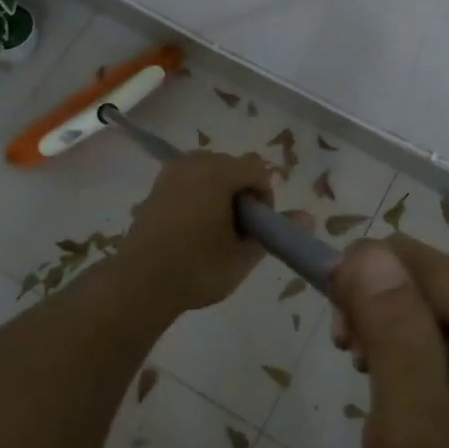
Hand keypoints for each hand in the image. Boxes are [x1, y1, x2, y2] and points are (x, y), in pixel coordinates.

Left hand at [117, 152, 308, 312]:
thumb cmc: (198, 268)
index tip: (257, 228)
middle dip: (242, 194)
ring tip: (216, 232)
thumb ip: (276, 231)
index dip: (265, 198)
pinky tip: (192, 232)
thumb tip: (310, 218)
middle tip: (238, 232)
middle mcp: (194, 163)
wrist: (138, 284)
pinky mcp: (155, 189)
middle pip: (232, 167)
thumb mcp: (244, 255)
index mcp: (218, 172)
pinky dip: (198, 199)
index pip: (257, 170)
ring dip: (219, 195)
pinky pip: (188, 183)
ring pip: (209, 174)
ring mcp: (170, 174)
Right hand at [330, 235, 448, 447]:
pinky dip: (393, 331)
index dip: (363, 280)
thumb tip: (367, 254)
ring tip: (365, 367)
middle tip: (351, 354)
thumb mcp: (413, 421)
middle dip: (370, 300)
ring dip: (378, 316)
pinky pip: (425, 312)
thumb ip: (395, 334)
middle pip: (416, 268)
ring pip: (415, 287)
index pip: (413, 259)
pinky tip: (386, 370)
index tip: (341, 334)